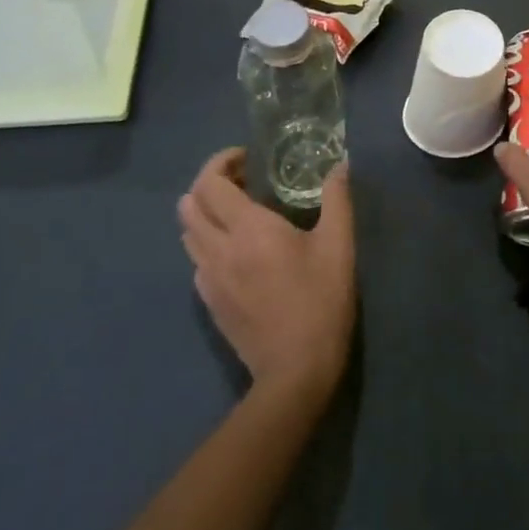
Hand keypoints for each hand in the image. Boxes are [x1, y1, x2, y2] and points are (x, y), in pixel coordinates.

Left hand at [177, 149, 356, 398]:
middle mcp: (218, 249)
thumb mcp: (339, 246)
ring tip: (238, 212)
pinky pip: (196, 259)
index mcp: (248, 230)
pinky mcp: (209, 302)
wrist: (295, 372)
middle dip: (209, 184)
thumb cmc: (320, 302)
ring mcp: (208, 279)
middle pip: (189, 204)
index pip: (210, 183)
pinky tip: (238, 250)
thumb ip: (337, 199)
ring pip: (187, 232)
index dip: (221, 162)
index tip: (246, 157)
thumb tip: (340, 165)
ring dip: (205, 212)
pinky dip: (208, 242)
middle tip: (242, 181)